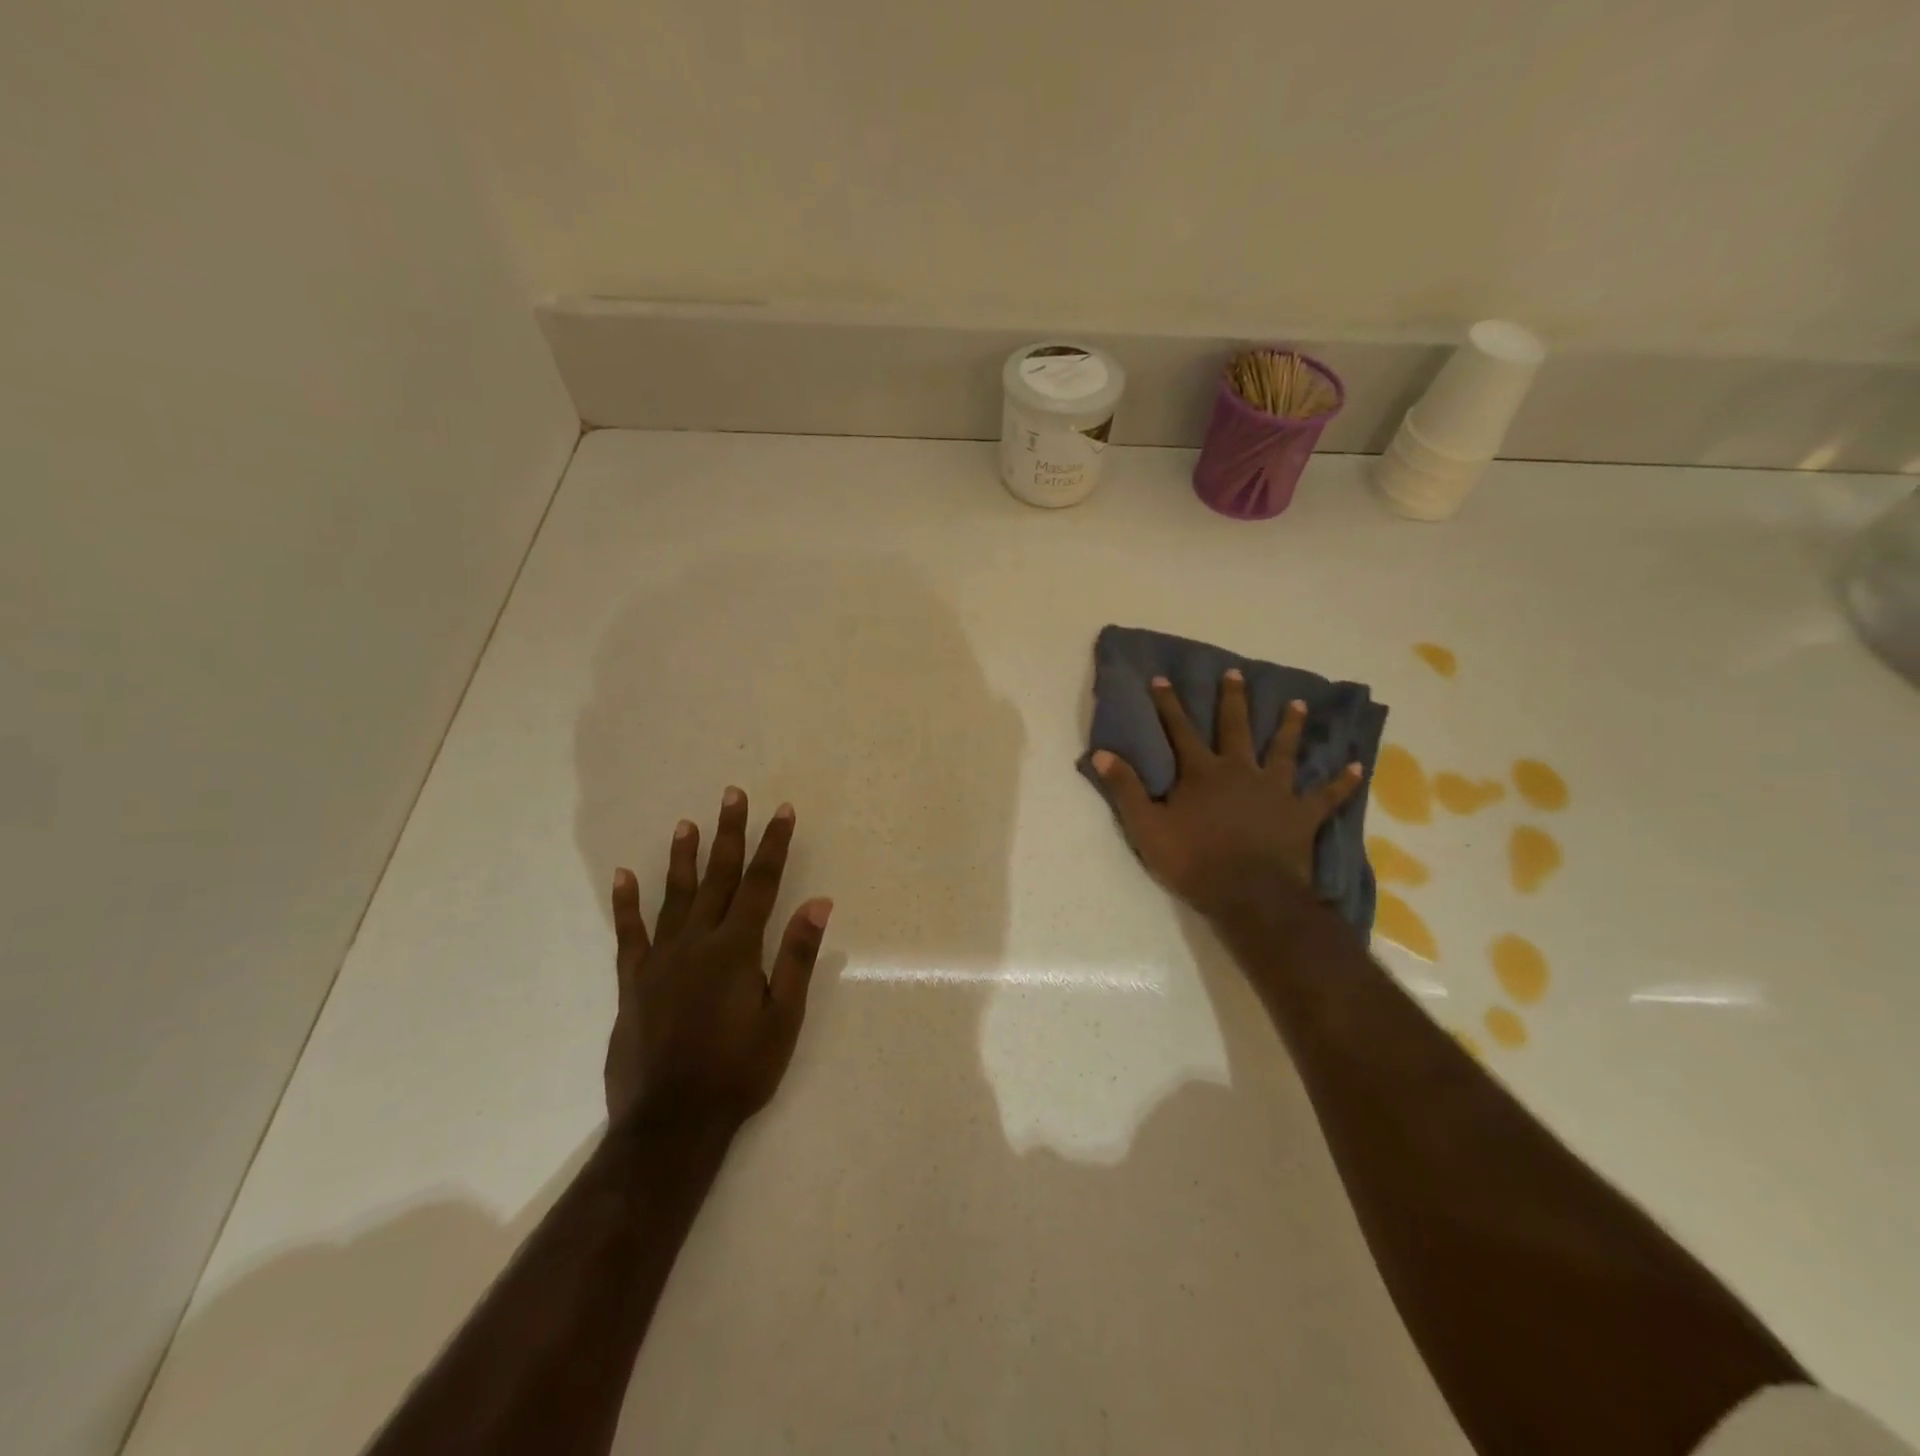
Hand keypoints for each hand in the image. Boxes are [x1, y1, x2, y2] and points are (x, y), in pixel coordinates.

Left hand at [605, 788, 832, 1128]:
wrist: (672, 1122)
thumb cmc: (739, 1071)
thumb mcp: (783, 1018)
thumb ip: (797, 957)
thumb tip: (818, 903)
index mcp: (737, 949)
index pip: (762, 884)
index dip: (773, 845)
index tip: (782, 811)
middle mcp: (697, 942)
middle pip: (719, 878)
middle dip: (729, 834)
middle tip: (732, 795)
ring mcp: (661, 960)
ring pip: (674, 896)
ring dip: (683, 857)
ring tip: (686, 823)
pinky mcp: (633, 982)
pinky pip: (629, 934)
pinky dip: (627, 904)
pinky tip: (624, 876)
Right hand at [1091, 670, 1363, 919]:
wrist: (1249, 894)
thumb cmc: (1194, 860)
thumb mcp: (1147, 827)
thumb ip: (1125, 788)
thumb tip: (1099, 753)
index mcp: (1202, 772)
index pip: (1180, 730)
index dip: (1169, 704)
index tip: (1162, 678)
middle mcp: (1240, 771)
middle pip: (1235, 728)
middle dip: (1233, 699)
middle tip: (1236, 673)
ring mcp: (1275, 790)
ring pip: (1284, 750)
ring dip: (1290, 726)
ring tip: (1298, 704)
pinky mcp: (1301, 814)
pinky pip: (1326, 795)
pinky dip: (1342, 781)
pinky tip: (1358, 766)